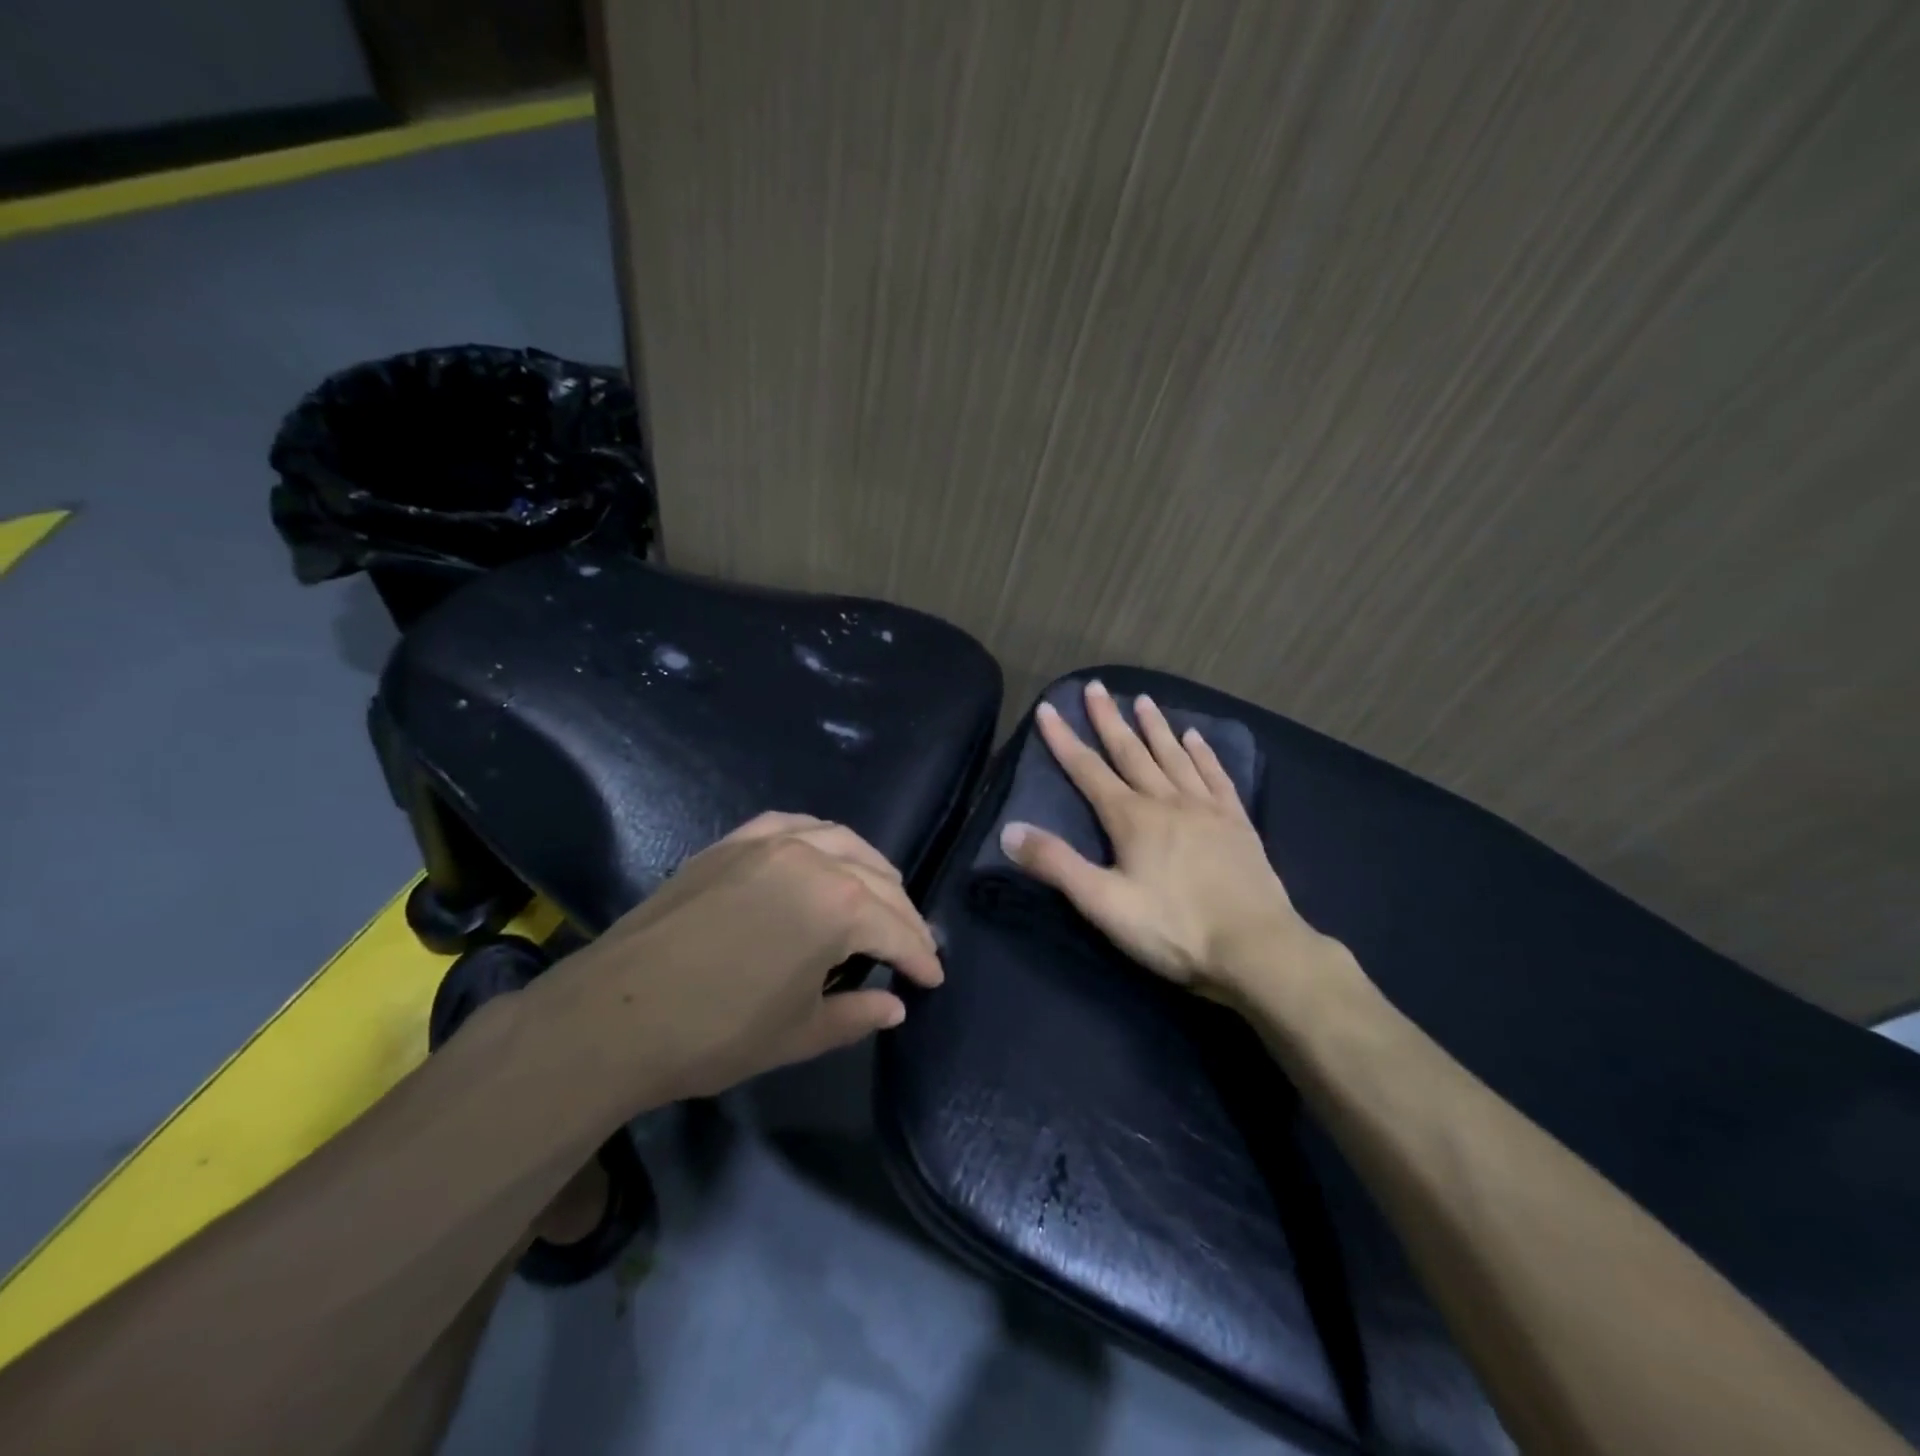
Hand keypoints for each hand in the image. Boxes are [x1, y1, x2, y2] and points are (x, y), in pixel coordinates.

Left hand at [549, 811, 944, 1103]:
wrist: (615, 1013)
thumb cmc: (717, 1032)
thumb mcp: (799, 1033)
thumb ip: (857, 1015)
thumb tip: (896, 1006)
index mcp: (839, 907)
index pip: (898, 929)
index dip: (921, 957)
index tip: (933, 978)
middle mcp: (814, 859)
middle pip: (879, 879)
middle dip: (903, 915)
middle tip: (913, 945)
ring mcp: (770, 842)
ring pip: (843, 841)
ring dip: (871, 870)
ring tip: (880, 896)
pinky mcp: (734, 841)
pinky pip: (794, 825)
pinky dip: (822, 839)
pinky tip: (824, 855)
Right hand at [1000, 680, 1342, 1005]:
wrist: (1255, 948)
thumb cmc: (1174, 929)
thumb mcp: (1103, 903)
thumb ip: (1056, 864)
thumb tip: (1009, 830)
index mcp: (1132, 819)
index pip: (1088, 771)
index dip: (1064, 740)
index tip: (1048, 708)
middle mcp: (1167, 801)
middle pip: (1132, 752)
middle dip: (1109, 720)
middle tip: (1095, 687)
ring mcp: (1206, 809)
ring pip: (1174, 757)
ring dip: (1155, 728)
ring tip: (1142, 700)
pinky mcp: (1237, 823)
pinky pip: (1216, 777)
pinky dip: (1203, 754)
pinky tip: (1196, 738)